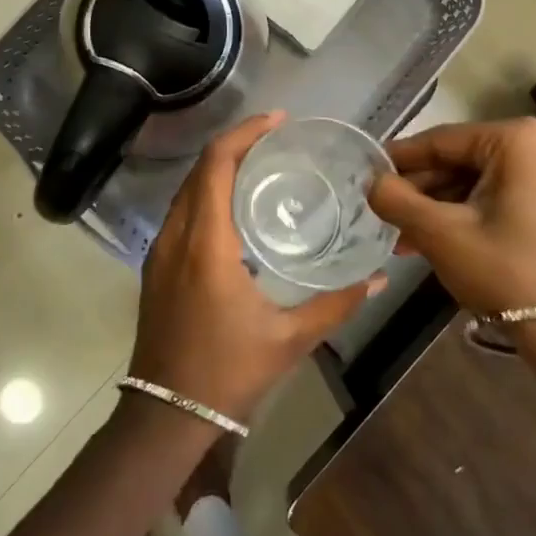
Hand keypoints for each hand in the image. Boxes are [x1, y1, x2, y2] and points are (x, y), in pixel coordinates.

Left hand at [128, 112, 384, 423]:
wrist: (165, 414)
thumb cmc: (228, 372)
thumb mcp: (290, 338)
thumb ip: (336, 303)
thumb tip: (379, 278)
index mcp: (206, 243)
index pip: (216, 165)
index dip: (244, 133)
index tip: (278, 121)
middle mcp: (177, 235)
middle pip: (200, 168)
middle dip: (236, 143)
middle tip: (277, 138)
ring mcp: (160, 249)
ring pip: (187, 188)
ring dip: (219, 166)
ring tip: (261, 163)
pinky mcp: (157, 264)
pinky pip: (181, 210)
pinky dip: (207, 191)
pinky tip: (235, 204)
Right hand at [368, 118, 535, 314]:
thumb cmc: (505, 272)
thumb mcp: (440, 234)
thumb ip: (396, 199)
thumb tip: (371, 181)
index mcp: (520, 140)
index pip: (444, 140)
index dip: (401, 158)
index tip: (370, 172)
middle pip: (464, 160)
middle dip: (423, 190)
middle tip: (387, 212)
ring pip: (482, 180)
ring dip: (442, 206)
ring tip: (405, 236)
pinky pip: (504, 195)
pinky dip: (471, 213)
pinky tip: (439, 239)